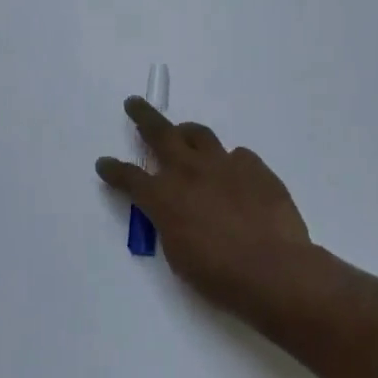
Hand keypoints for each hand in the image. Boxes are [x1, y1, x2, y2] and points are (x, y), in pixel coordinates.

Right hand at [95, 97, 312, 311]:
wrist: (272, 269)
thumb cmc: (217, 274)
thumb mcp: (178, 254)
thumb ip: (171, 224)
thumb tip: (176, 212)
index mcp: (163, 197)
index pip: (128, 176)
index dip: (113, 170)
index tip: (104, 163)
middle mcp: (189, 172)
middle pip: (160, 133)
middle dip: (143, 116)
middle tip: (134, 104)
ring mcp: (225, 164)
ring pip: (200, 134)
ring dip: (187, 132)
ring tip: (184, 133)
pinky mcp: (256, 168)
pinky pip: (238, 155)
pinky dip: (229, 161)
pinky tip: (234, 174)